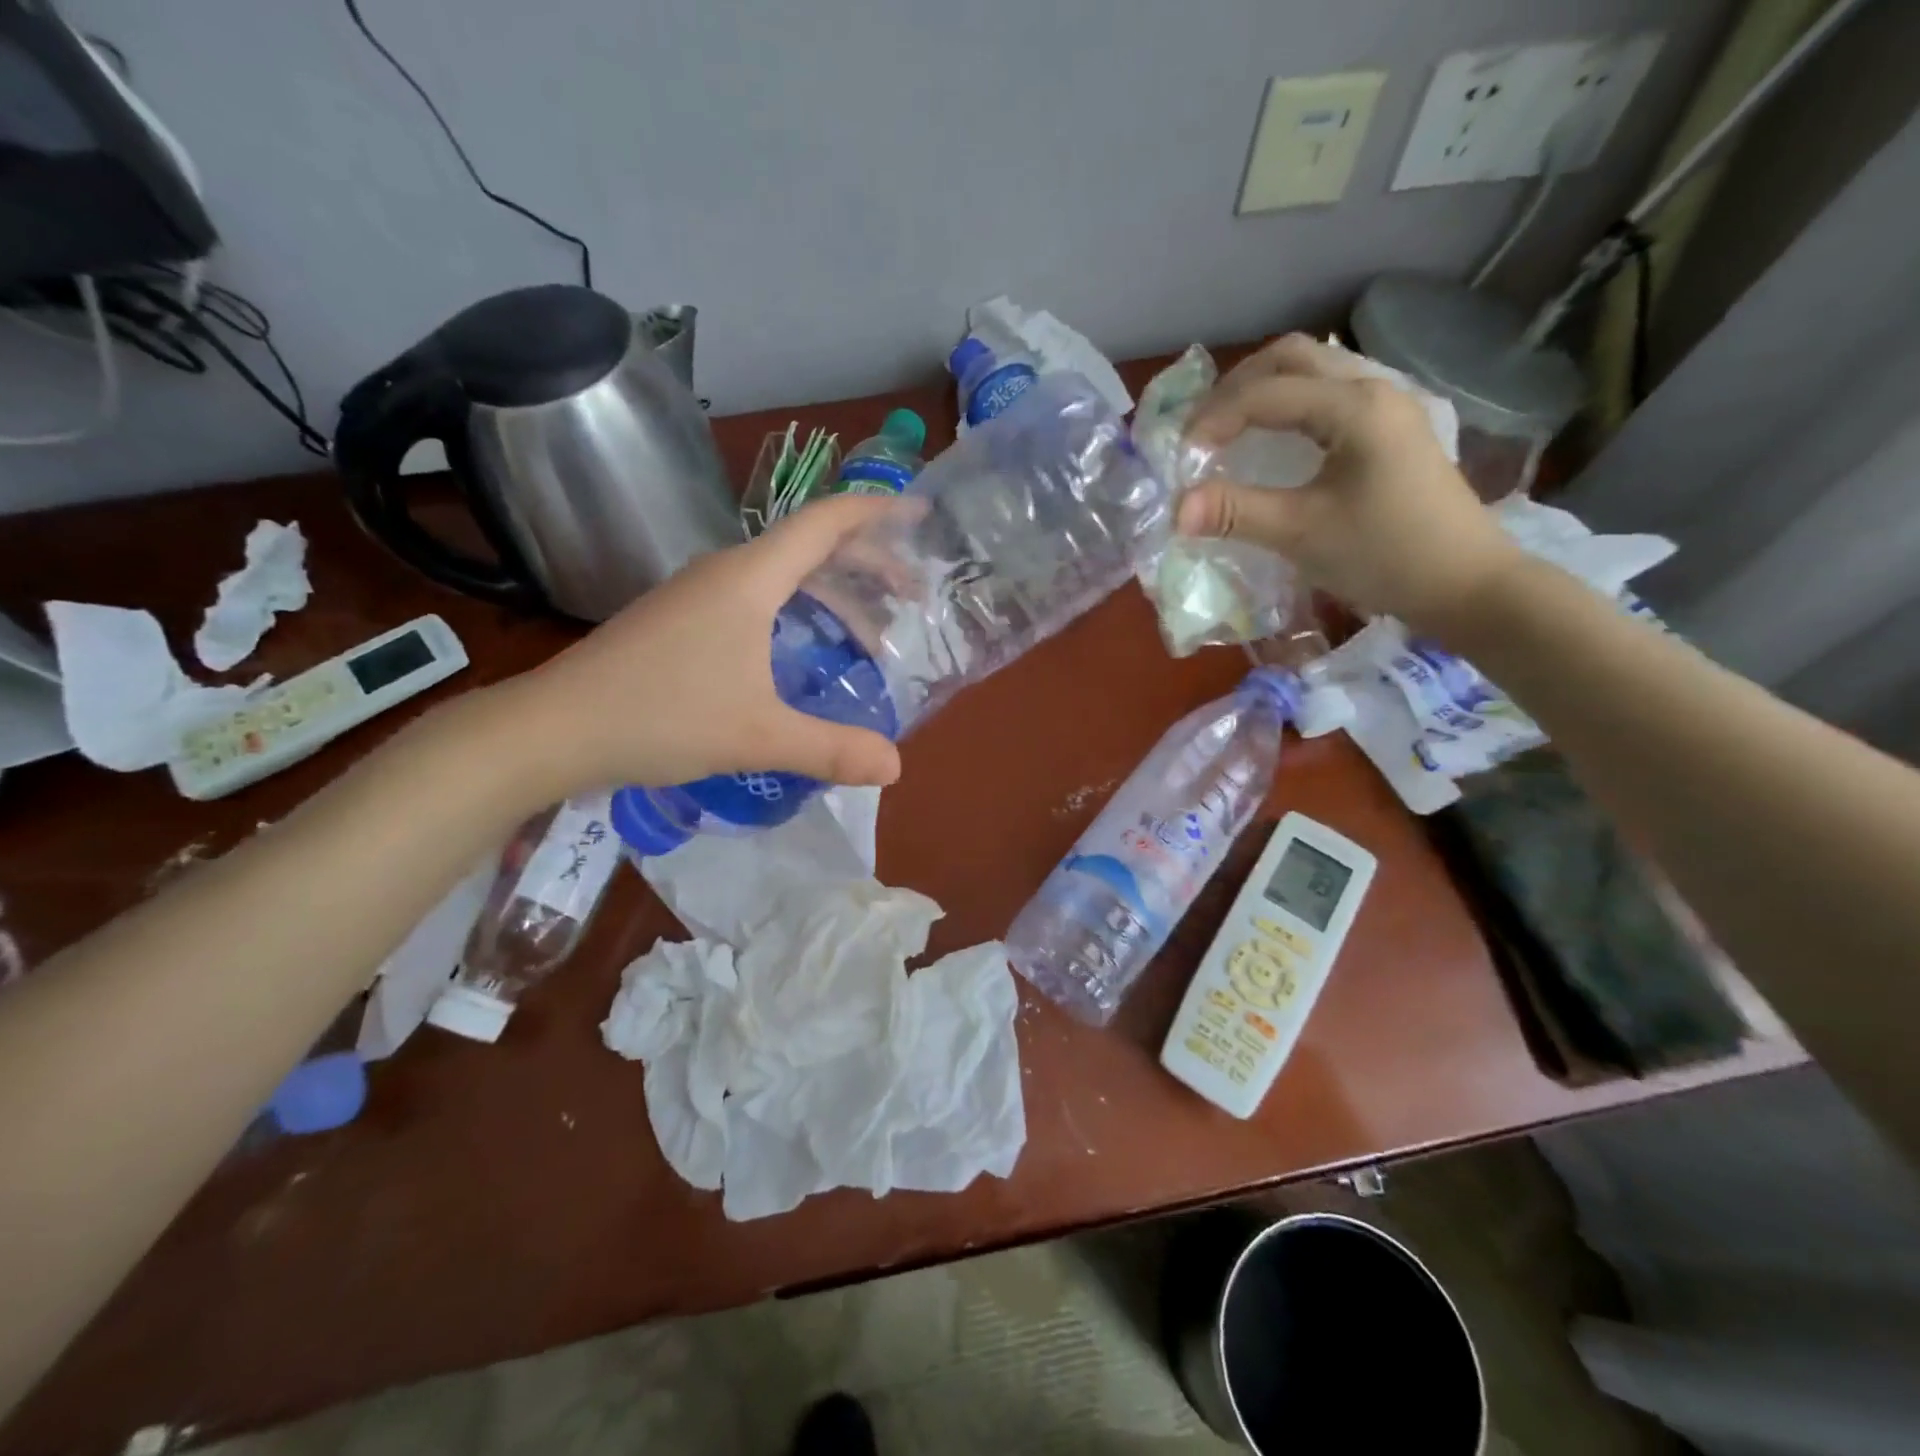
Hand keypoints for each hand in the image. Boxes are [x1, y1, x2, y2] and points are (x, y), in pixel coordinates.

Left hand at [499, 495, 905, 798]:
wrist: (554, 729)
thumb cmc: (660, 717)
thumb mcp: (758, 736)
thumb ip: (830, 749)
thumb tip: (894, 767)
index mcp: (750, 579)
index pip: (824, 523)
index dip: (875, 513)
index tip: (919, 514)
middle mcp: (726, 573)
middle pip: (809, 548)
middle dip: (866, 564)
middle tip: (910, 596)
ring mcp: (698, 595)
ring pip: (782, 577)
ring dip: (831, 594)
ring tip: (869, 634)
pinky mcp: (682, 620)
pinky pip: (757, 599)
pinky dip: (798, 612)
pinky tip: (805, 651)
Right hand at [1175, 334, 1520, 631]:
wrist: (1465, 584)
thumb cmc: (1385, 555)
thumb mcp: (1302, 534)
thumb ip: (1236, 513)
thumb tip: (1176, 509)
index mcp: (1355, 406)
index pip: (1267, 392)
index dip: (1215, 418)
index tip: (1183, 458)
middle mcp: (1374, 389)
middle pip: (1292, 357)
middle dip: (1236, 388)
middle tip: (1201, 430)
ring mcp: (1388, 406)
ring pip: (1314, 372)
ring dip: (1264, 392)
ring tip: (1228, 432)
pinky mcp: (1392, 430)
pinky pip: (1329, 396)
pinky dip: (1290, 408)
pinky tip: (1274, 443)